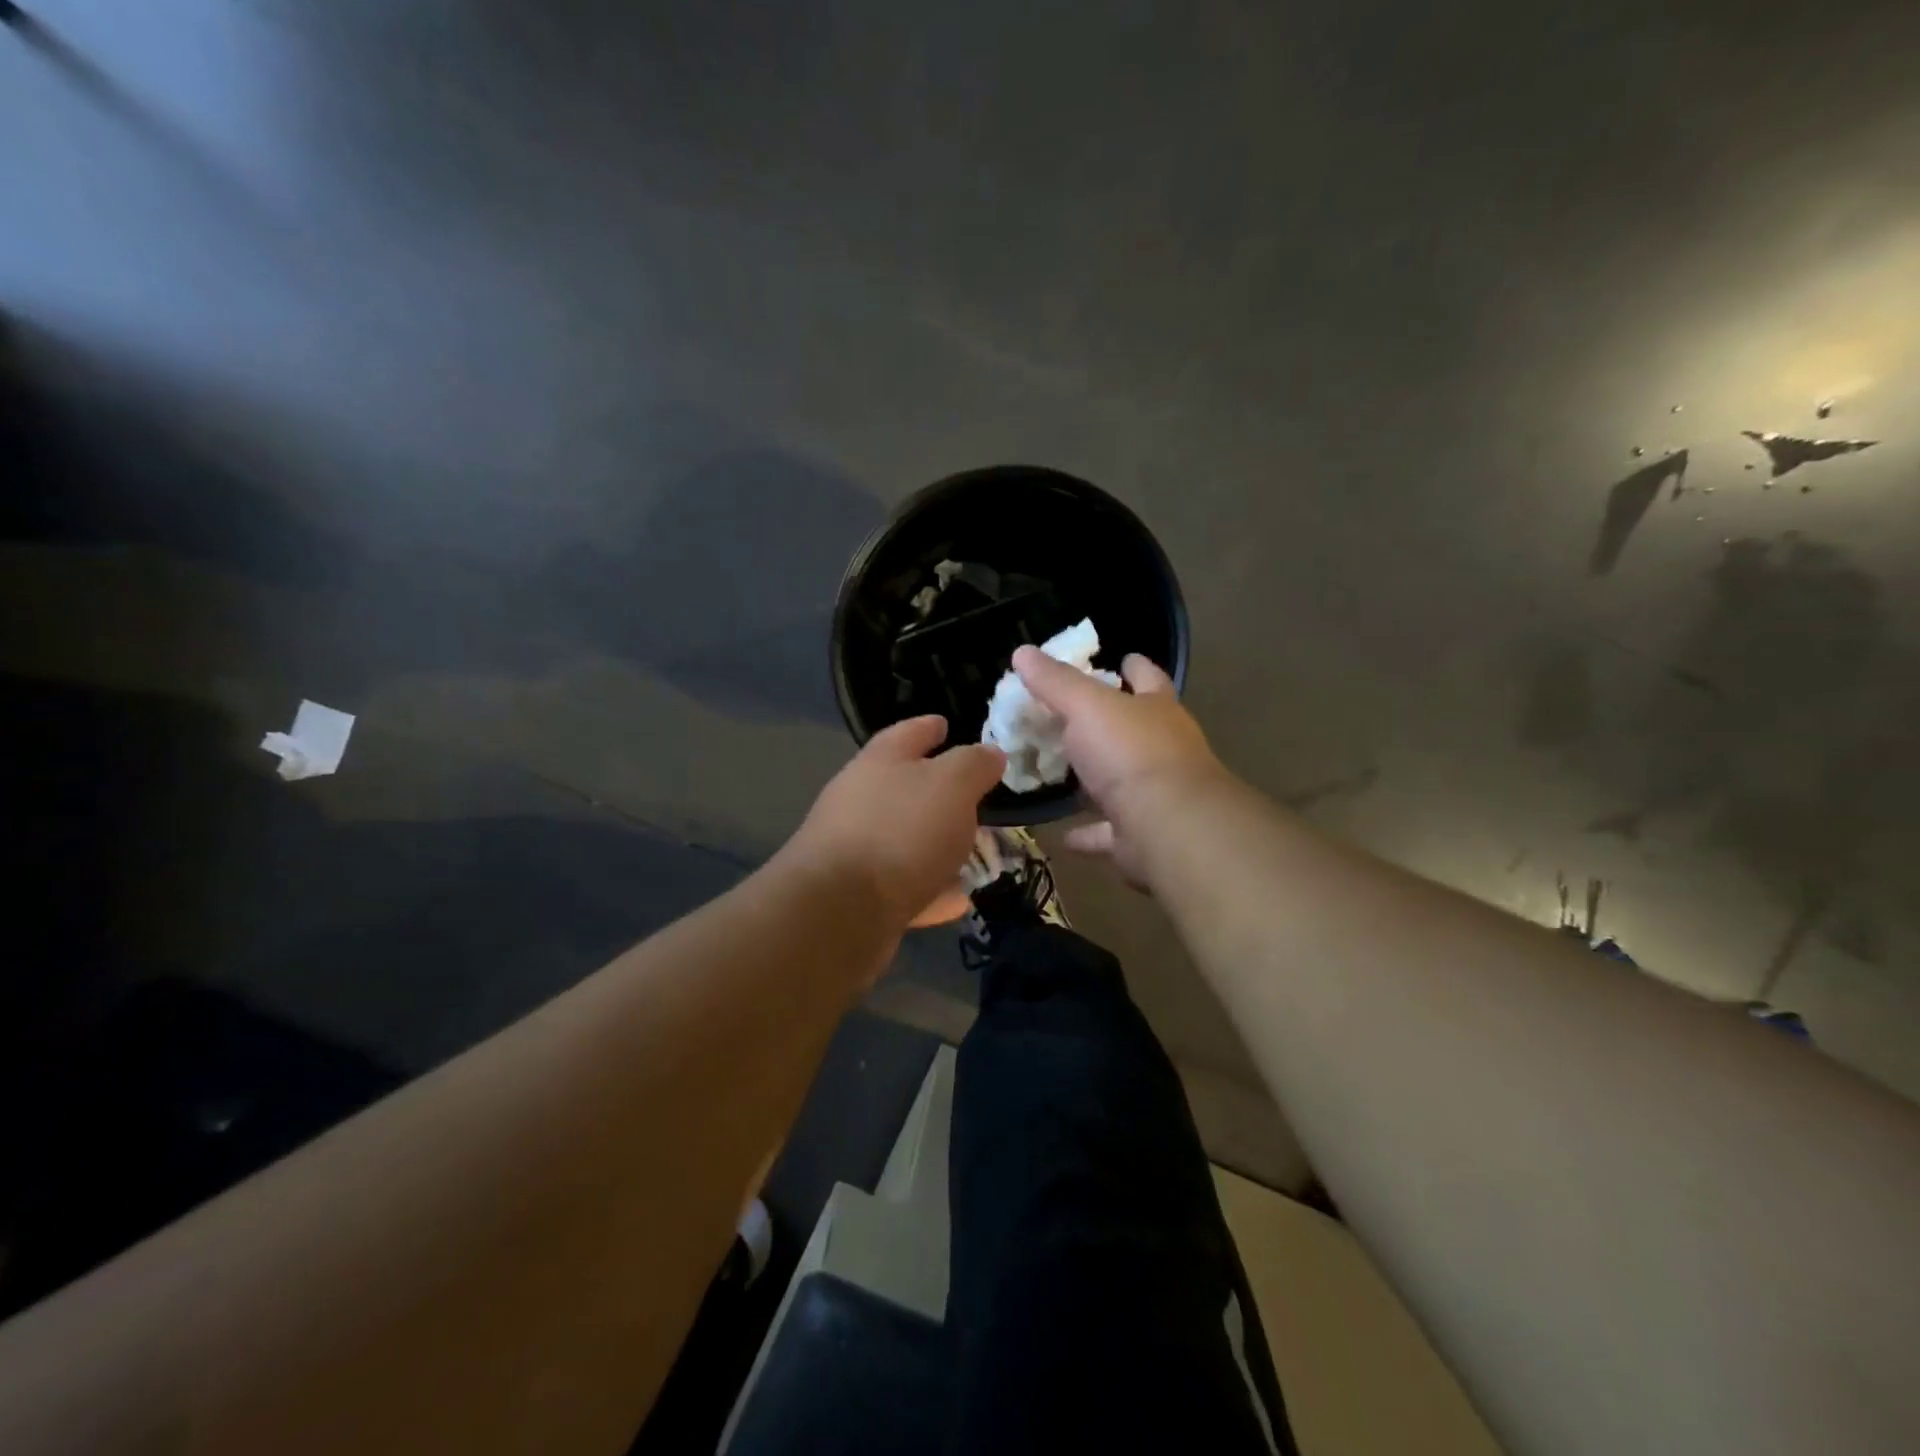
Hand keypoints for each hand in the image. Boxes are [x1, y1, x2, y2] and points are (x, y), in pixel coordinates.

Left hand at [782, 716, 1005, 930]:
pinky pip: (904, 887)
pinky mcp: (857, 897)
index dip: (930, 726)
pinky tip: (958, 900)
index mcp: (879, 762)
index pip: (908, 733)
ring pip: (906, 840)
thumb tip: (991, 752)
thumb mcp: (952, 785)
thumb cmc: (901, 831)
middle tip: (975, 798)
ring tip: (974, 852)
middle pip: (904, 788)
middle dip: (940, 793)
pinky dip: (931, 890)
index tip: (946, 723)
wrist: (840, 911)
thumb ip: (974, 765)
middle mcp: (861, 801)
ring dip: (938, 845)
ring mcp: (856, 850)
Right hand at [1010, 647, 1226, 889]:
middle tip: (1079, 717)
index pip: (1148, 677)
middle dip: (1116, 722)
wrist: (1167, 826)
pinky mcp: (1143, 834)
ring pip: (1126, 782)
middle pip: (1140, 729)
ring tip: (1068, 774)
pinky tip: (1065, 834)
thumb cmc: (1130, 752)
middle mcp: (1165, 749)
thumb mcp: (1086, 706)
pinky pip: (1110, 832)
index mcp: (1157, 709)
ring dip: (1101, 780)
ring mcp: (1157, 795)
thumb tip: (1022, 651)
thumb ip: (1055, 681)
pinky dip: (1089, 832)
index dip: (1135, 666)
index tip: (1123, 658)